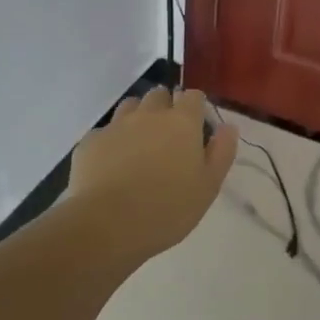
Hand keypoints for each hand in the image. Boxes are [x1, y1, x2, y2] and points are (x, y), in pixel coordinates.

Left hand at [66, 88, 237, 254]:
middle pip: (159, 95)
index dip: (195, 107)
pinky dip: (112, 140)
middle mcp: (149, 114)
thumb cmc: (167, 209)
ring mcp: (117, 125)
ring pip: (130, 106)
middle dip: (165, 107)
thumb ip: (221, 152)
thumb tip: (228, 127)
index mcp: (182, 122)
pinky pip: (105, 131)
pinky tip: (112, 164)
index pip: (193, 96)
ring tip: (139, 144)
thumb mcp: (208, 187)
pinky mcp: (91, 140)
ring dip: (137, 117)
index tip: (196, 126)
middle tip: (167, 136)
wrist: (108, 224)